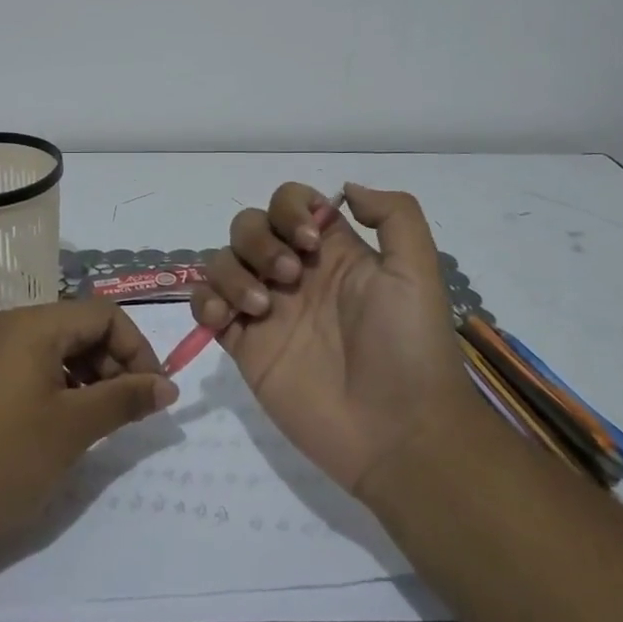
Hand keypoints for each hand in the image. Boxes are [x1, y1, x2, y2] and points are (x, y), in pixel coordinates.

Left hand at [0, 299, 177, 564]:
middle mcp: (10, 326)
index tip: (156, 393)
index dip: (138, 348)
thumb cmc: (3, 460)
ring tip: (102, 423)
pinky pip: (34, 369)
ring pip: (59, 350)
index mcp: (32, 324)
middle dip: (116, 364)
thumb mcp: (73, 428)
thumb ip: (125, 400)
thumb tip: (168, 386)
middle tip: (131, 412)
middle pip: (81, 328)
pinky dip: (62, 390)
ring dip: (91, 379)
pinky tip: (67, 427)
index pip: (103, 314)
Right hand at [190, 182, 470, 493]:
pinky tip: (225, 318)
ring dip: (232, 272)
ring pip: (222, 261)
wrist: (398, 433)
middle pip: (249, 226)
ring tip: (261, 307)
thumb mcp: (418, 271)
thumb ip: (394, 216)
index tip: (308, 241)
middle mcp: (294, 273)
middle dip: (259, 240)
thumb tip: (344, 188)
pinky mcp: (244, 345)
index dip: (289, 208)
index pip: (291, 202)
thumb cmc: (409, 347)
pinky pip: (206, 306)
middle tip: (289, 277)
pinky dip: (204, 301)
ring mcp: (266, 309)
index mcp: (333, 251)